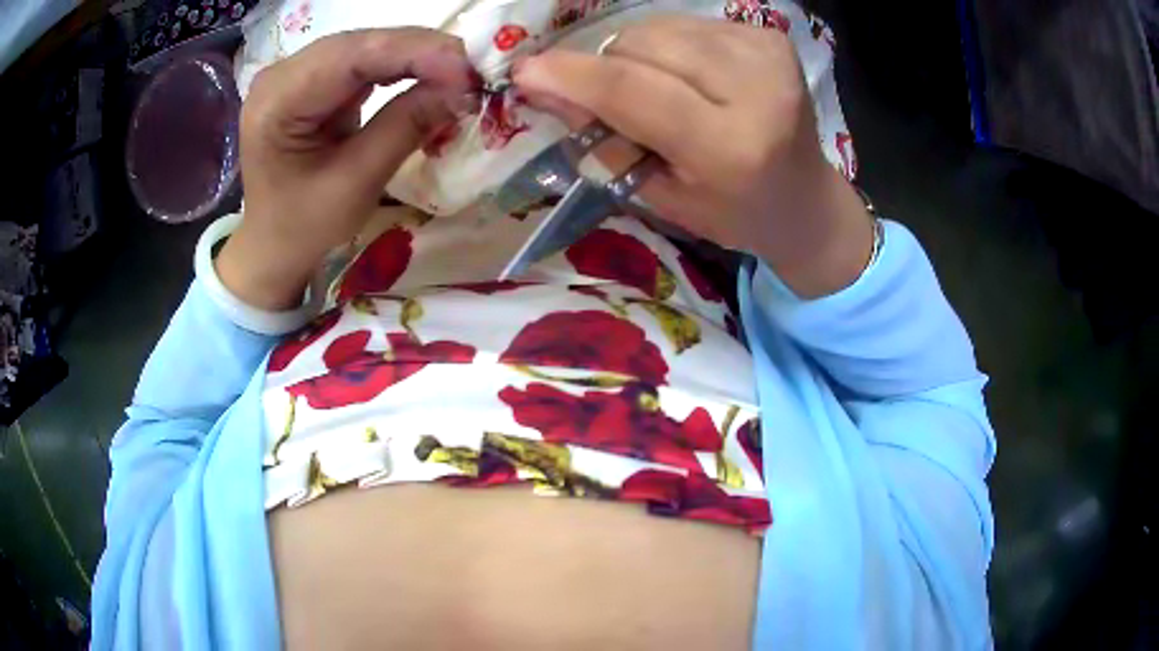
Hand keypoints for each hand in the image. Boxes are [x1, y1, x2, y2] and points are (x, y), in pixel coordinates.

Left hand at [217, 29, 475, 309]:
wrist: (270, 247)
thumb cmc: (302, 226)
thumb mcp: (355, 183)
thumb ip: (406, 126)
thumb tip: (464, 89)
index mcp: (277, 100)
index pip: (353, 55)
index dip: (416, 53)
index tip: (470, 71)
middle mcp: (281, 74)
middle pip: (360, 44)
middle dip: (421, 51)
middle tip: (474, 71)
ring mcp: (294, 74)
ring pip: (366, 48)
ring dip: (415, 56)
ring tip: (459, 73)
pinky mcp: (310, 82)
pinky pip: (361, 63)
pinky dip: (399, 68)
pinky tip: (429, 75)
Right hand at [513, 16, 872, 297]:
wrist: (806, 200)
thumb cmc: (732, 212)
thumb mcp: (662, 196)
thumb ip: (604, 140)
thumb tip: (543, 87)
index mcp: (730, 147)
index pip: (631, 90)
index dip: (570, 75)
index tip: (525, 72)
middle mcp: (756, 89)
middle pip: (640, 46)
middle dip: (605, 68)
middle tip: (612, 103)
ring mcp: (767, 55)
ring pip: (659, 28)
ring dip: (636, 55)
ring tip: (659, 91)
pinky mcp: (770, 36)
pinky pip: (687, 24)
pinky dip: (670, 47)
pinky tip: (690, 77)